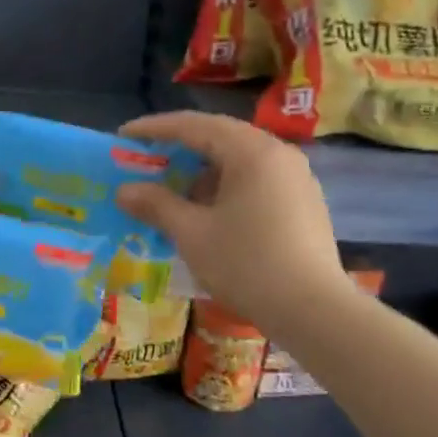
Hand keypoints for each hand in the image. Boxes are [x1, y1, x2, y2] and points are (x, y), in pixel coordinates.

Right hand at [115, 111, 346, 323]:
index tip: (123, 135)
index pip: (194, 125)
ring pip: (239, 159)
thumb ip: (156, 205)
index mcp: (251, 151)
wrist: (314, 311)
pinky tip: (208, 212)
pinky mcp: (303, 202)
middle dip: (179, 147)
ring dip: (202, 170)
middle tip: (146, 159)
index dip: (154, 128)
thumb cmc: (246, 264)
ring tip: (173, 191)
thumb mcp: (192, 233)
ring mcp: (296, 177)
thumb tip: (124, 190)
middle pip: (219, 137)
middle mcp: (277, 153)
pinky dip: (225, 186)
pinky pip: (256, 179)